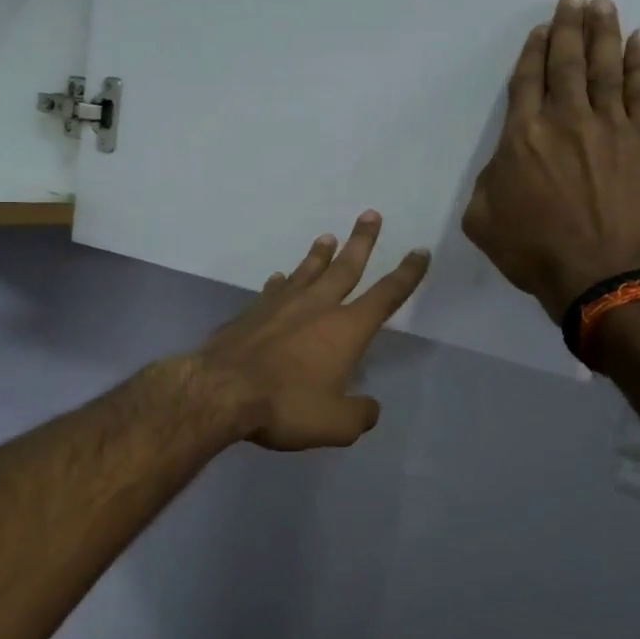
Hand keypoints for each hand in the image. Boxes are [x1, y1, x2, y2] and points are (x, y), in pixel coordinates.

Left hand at [186, 212, 429, 450]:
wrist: (220, 390)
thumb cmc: (285, 404)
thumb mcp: (335, 424)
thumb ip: (359, 415)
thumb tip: (369, 407)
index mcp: (346, 328)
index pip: (386, 295)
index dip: (407, 273)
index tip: (419, 251)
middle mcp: (317, 306)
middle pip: (345, 267)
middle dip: (362, 241)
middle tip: (370, 214)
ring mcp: (280, 305)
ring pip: (306, 272)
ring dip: (320, 254)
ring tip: (328, 237)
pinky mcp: (251, 313)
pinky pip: (273, 290)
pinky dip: (281, 282)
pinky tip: (279, 277)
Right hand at [462, 0, 639, 321]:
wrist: (599, 271)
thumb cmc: (532, 250)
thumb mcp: (482, 219)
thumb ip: (488, 181)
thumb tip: (505, 164)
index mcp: (521, 137)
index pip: (526, 82)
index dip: (532, 52)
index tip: (540, 29)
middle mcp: (565, 119)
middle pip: (567, 63)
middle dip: (568, 28)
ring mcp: (610, 127)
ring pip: (606, 68)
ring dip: (603, 33)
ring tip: (602, 5)